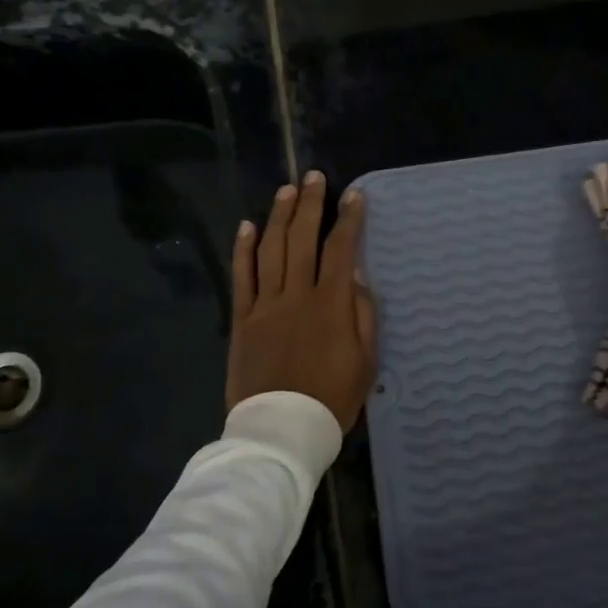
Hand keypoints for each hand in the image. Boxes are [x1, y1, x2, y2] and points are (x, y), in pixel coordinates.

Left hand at [227, 172, 377, 430]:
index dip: (349, 220)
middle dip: (310, 204)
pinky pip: (242, 277)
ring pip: (270, 249)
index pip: (342, 249)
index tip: (355, 196)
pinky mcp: (243, 319)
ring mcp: (265, 305)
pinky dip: (242, 249)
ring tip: (286, 190)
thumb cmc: (333, 397)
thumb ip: (362, 314)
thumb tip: (356, 275)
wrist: (283, 429)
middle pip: (302, 239)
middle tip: (313, 177)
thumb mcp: (366, 360)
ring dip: (278, 216)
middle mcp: (297, 294)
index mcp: (331, 304)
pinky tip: (246, 226)